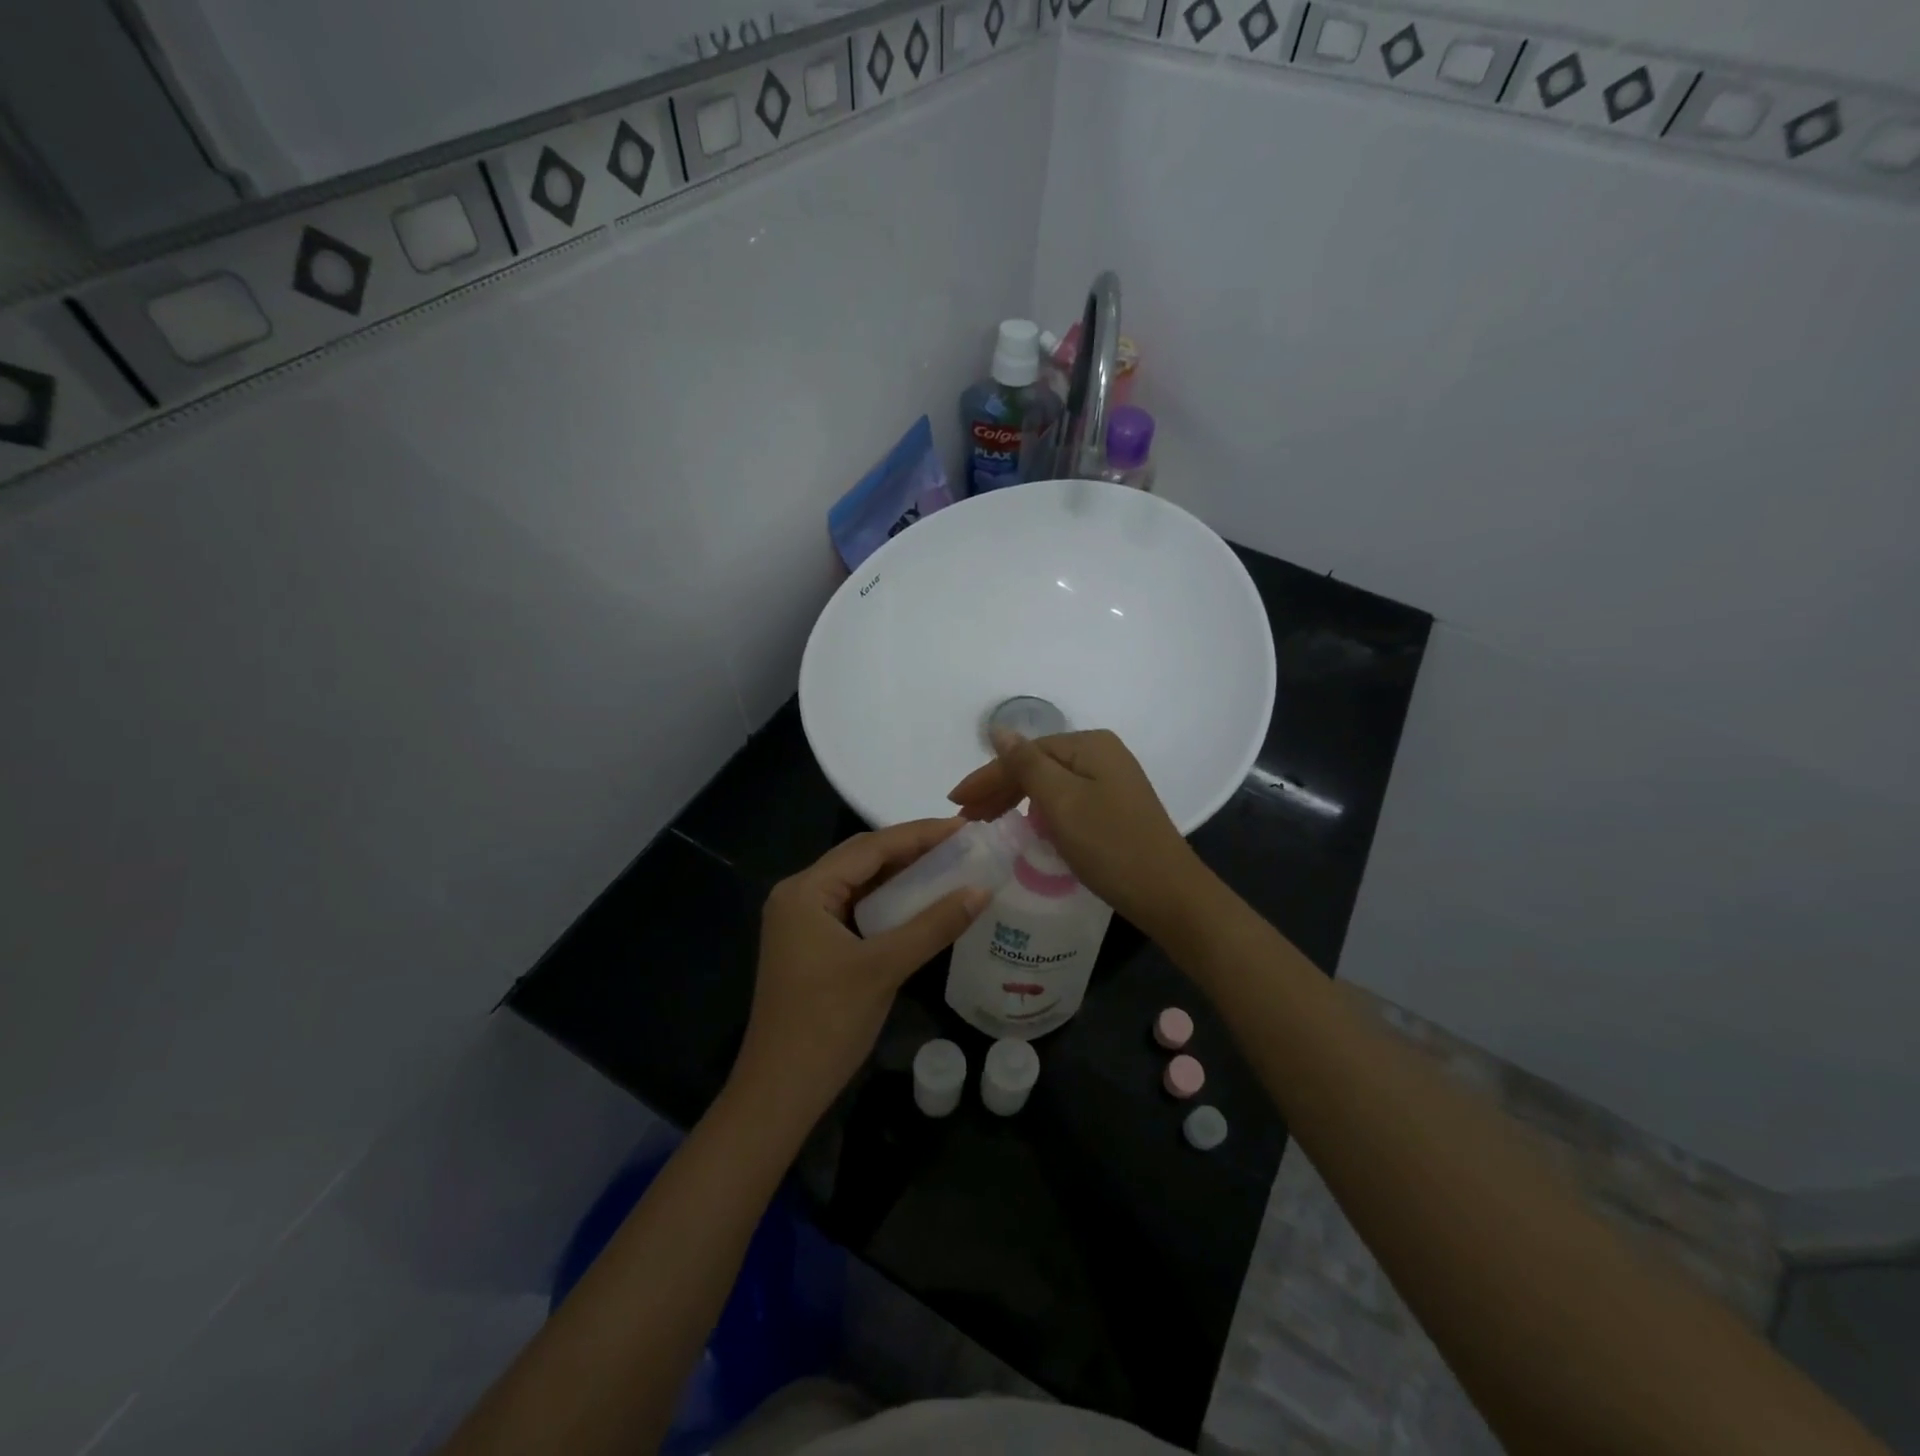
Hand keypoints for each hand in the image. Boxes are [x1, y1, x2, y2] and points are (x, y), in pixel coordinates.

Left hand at [732, 820, 988, 1122]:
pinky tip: (919, 902)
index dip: (919, 834)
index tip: (964, 827)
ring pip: (859, 883)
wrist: (780, 1092)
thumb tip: (982, 889)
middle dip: (911, 849)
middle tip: (961, 843)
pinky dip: (887, 902)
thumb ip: (934, 925)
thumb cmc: (826, 1023)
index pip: (869, 847)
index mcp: (806, 890)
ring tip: (949, 864)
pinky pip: (855, 908)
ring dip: (901, 875)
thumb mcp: (885, 968)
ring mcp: (802, 920)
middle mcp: (799, 895)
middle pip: (862, 859)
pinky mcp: (811, 944)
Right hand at [947, 729, 1204, 934]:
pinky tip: (1026, 826)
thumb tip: (999, 728)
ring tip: (987, 822)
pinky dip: (1040, 812)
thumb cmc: (1109, 845)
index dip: (987, 776)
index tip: (955, 802)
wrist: (1168, 893)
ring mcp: (1112, 782)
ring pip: (1050, 785)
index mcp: (1090, 745)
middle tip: (966, 816)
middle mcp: (1102, 754)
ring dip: (1016, 800)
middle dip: (999, 789)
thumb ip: (1026, 764)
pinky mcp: (1115, 808)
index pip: (1025, 754)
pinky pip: (1066, 801)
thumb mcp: (1061, 801)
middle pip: (1038, 766)